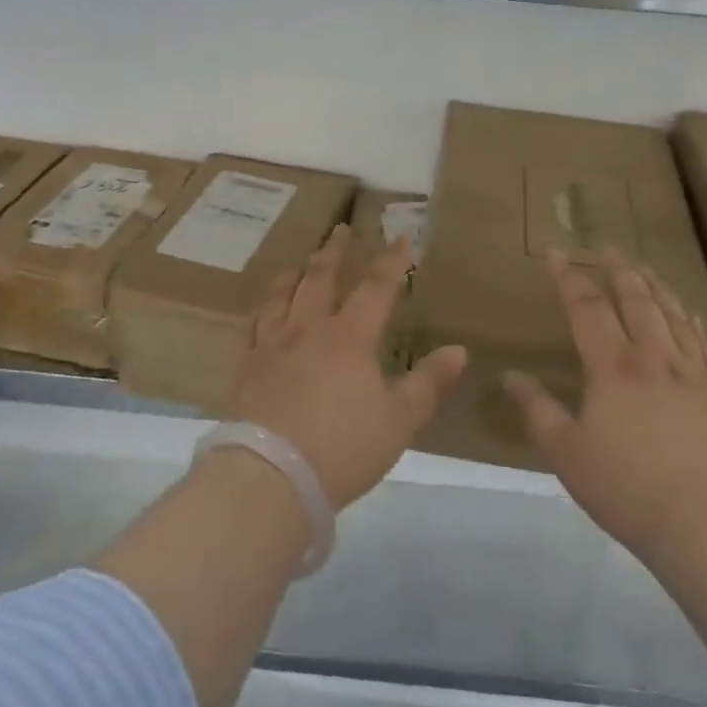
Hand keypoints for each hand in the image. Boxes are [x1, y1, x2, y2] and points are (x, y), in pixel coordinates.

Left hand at [229, 224, 466, 509]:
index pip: (376, 288)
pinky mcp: (246, 369)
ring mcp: (272, 346)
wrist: (270, 477)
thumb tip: (459, 351)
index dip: (392, 261)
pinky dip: (261, 311)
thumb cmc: (342, 448)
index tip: (402, 235)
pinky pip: (252, 327)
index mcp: (349, 338)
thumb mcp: (398, 421)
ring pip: (282, 296)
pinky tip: (261, 312)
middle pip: (321, 279)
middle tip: (341, 229)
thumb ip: (428, 384)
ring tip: (298, 263)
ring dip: (294, 275)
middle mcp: (308, 330)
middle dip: (335, 252)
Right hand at [504, 252, 706, 560]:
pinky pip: (701, 342)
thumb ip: (537, 411)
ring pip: (670, 314)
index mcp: (612, 367)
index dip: (570, 279)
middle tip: (606, 248)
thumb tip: (509, 376)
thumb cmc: (628, 488)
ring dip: (653, 285)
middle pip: (635, 300)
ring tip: (643, 267)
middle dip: (617, 270)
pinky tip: (686, 312)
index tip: (557, 254)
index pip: (587, 308)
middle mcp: (652, 357)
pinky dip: (689, 319)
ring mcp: (689, 372)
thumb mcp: (567, 453)